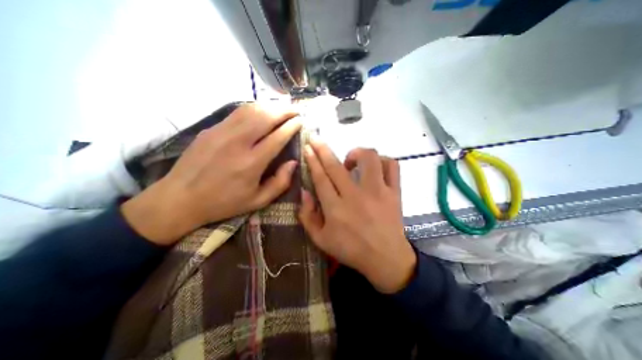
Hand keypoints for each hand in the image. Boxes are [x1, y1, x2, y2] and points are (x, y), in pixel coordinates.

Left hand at [122, 103, 303, 245]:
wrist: (180, 199)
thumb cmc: (224, 203)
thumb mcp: (258, 201)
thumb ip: (280, 183)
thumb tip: (293, 162)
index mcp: (251, 163)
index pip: (277, 137)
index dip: (292, 126)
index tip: (301, 121)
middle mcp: (238, 143)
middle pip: (266, 117)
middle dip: (284, 110)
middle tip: (296, 109)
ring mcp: (222, 132)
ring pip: (251, 110)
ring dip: (270, 106)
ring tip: (282, 107)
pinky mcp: (211, 129)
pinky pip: (237, 113)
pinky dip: (254, 108)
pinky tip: (262, 110)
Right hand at [298, 139, 415, 293]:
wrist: (386, 259)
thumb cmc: (350, 250)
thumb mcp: (320, 239)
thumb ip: (307, 216)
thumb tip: (305, 191)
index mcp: (336, 208)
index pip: (321, 177)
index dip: (313, 160)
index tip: (308, 147)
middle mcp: (356, 196)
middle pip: (336, 165)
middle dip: (323, 149)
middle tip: (316, 138)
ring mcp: (378, 192)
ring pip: (368, 158)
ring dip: (356, 153)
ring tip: (350, 161)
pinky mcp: (394, 192)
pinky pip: (392, 166)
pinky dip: (382, 160)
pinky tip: (374, 167)